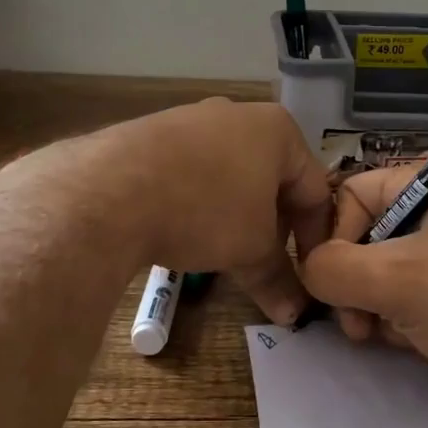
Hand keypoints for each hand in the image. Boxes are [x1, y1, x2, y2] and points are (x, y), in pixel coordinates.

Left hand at [0, 99, 333, 324]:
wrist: (110, 188)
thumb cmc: (204, 210)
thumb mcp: (249, 249)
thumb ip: (277, 278)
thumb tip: (294, 314)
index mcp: (277, 130)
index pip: (315, 189)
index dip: (316, 237)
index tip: (308, 274)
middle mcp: (239, 114)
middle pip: (272, 179)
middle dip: (274, 226)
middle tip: (265, 263)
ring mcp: (193, 118)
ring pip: (231, 174)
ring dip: (236, 215)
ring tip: (222, 250)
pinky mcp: (154, 132)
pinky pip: (192, 169)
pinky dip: (199, 200)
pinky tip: (183, 227)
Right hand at [300, 167, 427, 412]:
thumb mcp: (397, 282)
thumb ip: (333, 270)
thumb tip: (308, 269)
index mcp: (423, 184)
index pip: (346, 197)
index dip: (328, 242)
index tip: (329, 289)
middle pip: (365, 237)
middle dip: (355, 286)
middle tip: (359, 328)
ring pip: (389, 271)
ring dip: (379, 307)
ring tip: (394, 338)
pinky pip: (420, 292)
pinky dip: (409, 317)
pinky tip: (422, 342)